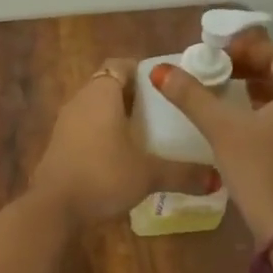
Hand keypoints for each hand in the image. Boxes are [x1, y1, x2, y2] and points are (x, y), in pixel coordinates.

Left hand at [30, 60, 216, 224]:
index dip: (143, 71)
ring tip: (148, 134)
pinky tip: (122, 156)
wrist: (53, 208)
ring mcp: (66, 122)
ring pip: (96, 108)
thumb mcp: (148, 174)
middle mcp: (81, 100)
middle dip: (135, 95)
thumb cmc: (103, 176)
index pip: (121, 64)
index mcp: (102, 93)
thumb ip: (183, 173)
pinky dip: (104, 134)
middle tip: (164, 111)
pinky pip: (86, 128)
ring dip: (118, 116)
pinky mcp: (59, 144)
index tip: (167, 86)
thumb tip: (218, 179)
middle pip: (109, 85)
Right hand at [146, 32, 272, 243]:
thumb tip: (161, 70)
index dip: (244, 50)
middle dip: (251, 68)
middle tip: (219, 72)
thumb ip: (192, 96)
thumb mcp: (222, 129)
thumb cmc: (260, 170)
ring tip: (229, 94)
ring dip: (262, 90)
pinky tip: (249, 123)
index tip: (216, 56)